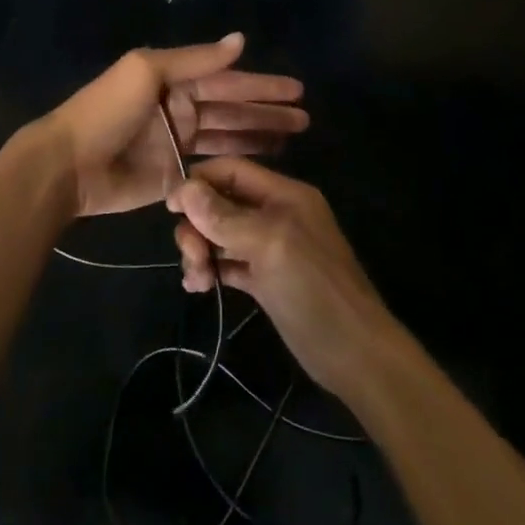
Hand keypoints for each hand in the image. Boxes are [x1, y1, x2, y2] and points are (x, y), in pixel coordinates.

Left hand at [48, 34, 307, 218]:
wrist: (69, 164)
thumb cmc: (107, 111)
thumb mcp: (148, 71)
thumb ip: (195, 60)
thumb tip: (240, 39)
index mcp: (174, 79)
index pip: (227, 80)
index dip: (261, 85)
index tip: (297, 90)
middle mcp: (181, 107)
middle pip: (233, 108)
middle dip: (267, 111)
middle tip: (305, 118)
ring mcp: (178, 143)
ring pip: (228, 136)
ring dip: (259, 134)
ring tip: (294, 137)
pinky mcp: (174, 174)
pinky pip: (213, 164)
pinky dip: (237, 160)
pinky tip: (263, 161)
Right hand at [168, 158, 393, 396]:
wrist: (354, 354)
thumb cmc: (314, 289)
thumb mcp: (268, 244)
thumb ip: (225, 216)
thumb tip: (184, 188)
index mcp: (284, 194)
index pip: (232, 171)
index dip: (199, 182)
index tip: (170, 207)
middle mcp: (276, 214)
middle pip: (222, 203)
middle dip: (198, 224)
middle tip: (190, 255)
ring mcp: (271, 248)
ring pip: (222, 234)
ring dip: (201, 250)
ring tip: (196, 279)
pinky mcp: (266, 279)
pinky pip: (229, 262)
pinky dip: (212, 270)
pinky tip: (199, 287)